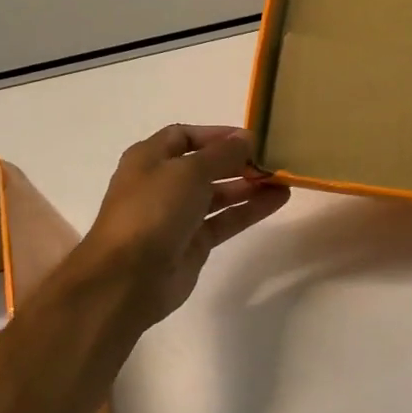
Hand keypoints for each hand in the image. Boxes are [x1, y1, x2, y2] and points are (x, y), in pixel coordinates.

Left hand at [77, 124, 289, 327]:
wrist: (128, 277)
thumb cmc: (153, 210)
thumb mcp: (189, 171)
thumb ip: (222, 153)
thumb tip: (246, 139)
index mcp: (149, 159)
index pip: (185, 136)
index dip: (217, 135)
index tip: (251, 138)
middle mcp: (162, 184)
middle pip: (205, 166)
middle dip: (238, 161)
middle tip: (273, 160)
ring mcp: (178, 215)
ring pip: (219, 194)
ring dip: (249, 185)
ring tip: (283, 179)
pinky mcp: (194, 243)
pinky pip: (226, 219)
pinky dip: (250, 209)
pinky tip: (278, 200)